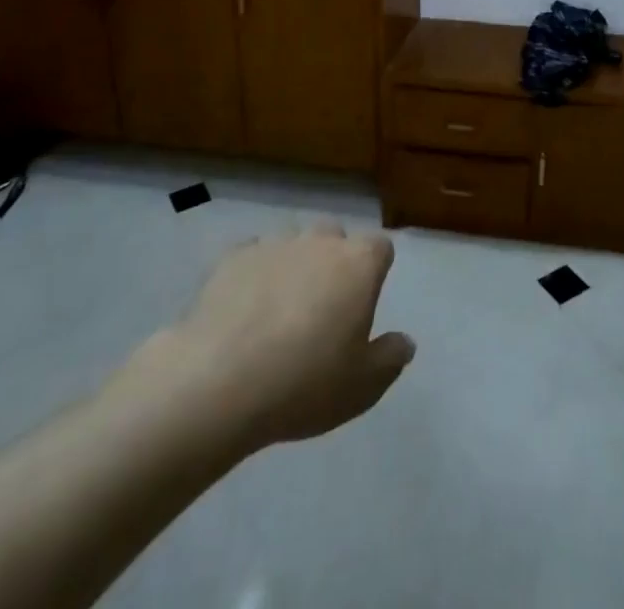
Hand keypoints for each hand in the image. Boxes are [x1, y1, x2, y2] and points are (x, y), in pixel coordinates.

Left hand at [118, 222, 414, 460]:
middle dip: (332, 260)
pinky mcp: (233, 258)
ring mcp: (275, 244)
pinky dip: (253, 273)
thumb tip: (405, 342)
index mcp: (359, 264)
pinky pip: (252, 255)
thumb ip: (390, 359)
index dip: (375, 270)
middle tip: (322, 306)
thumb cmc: (304, 383)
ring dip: (293, 264)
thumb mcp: (362, 387)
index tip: (365, 300)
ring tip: (279, 307)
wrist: (219, 382)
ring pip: (293, 243)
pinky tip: (243, 307)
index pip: (380, 248)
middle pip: (335, 237)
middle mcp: (321, 242)